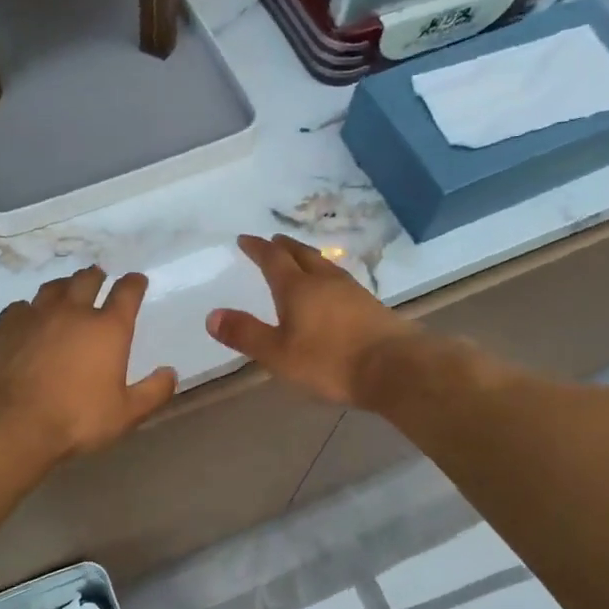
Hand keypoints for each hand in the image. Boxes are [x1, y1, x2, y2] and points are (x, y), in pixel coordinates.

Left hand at [0, 266, 177, 460]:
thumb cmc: (76, 419)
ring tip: (67, 290)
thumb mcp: (126, 414)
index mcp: (108, 328)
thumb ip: (153, 392)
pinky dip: (30, 308)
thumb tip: (170, 373)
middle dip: (97, 276)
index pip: (127, 293)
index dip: (134, 283)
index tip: (137, 280)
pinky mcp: (6, 326)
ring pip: (53, 288)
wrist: (12, 422)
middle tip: (99, 278)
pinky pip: (21, 306)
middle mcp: (74, 312)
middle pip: (87, 280)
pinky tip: (29, 316)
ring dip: (65, 286)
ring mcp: (36, 315)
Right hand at [207, 234, 420, 406]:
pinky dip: (327, 278)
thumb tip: (212, 315)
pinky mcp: (372, 307)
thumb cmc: (330, 361)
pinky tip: (332, 291)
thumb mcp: (278, 354)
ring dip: (308, 259)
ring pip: (325, 266)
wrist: (396, 369)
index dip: (257, 248)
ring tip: (301, 260)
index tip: (245, 239)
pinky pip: (341, 282)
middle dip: (285, 247)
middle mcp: (325, 281)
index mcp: (297, 288)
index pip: (273, 259)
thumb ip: (245, 334)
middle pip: (302, 255)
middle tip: (273, 241)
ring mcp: (352, 291)